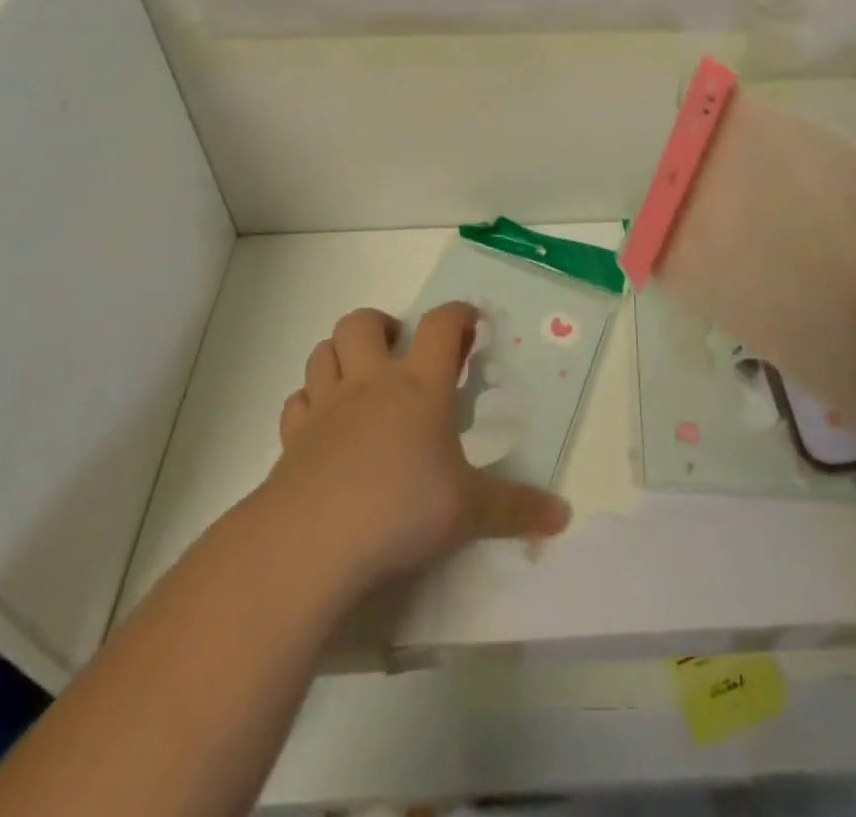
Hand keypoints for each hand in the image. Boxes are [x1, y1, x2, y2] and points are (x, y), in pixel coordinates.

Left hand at [266, 301, 570, 595]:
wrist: (313, 541)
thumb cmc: (401, 509)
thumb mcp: (469, 512)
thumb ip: (516, 509)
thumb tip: (563, 514)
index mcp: (419, 386)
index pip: (441, 326)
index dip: (458, 314)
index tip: (470, 319)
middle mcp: (369, 383)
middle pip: (362, 322)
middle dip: (381, 323)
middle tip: (398, 347)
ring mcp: (325, 407)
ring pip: (323, 352)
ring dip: (340, 353)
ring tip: (358, 374)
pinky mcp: (292, 438)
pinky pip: (296, 401)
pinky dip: (309, 401)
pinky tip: (322, 422)